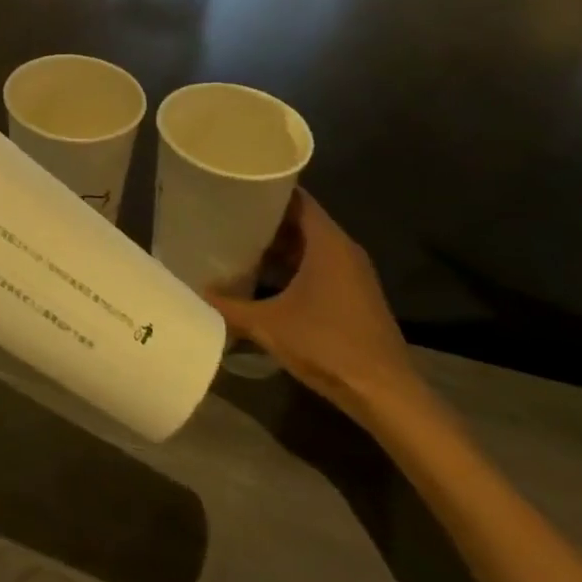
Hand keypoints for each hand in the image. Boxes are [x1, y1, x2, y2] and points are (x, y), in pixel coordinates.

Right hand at [205, 189, 423, 418]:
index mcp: (328, 242)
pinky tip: (268, 279)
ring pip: (311, 245)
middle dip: (267, 219)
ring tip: (241, 244)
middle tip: (230, 215)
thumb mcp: (268, 325)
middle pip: (302, 220)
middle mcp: (344, 249)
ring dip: (281, 245)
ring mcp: (354, 274)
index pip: (297, 197)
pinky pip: (321, 266)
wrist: (385, 394)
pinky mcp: (356, 296)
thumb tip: (196, 293)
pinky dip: (295, 265)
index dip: (267, 190)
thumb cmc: (327, 345)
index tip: (237, 187)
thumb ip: (229, 307)